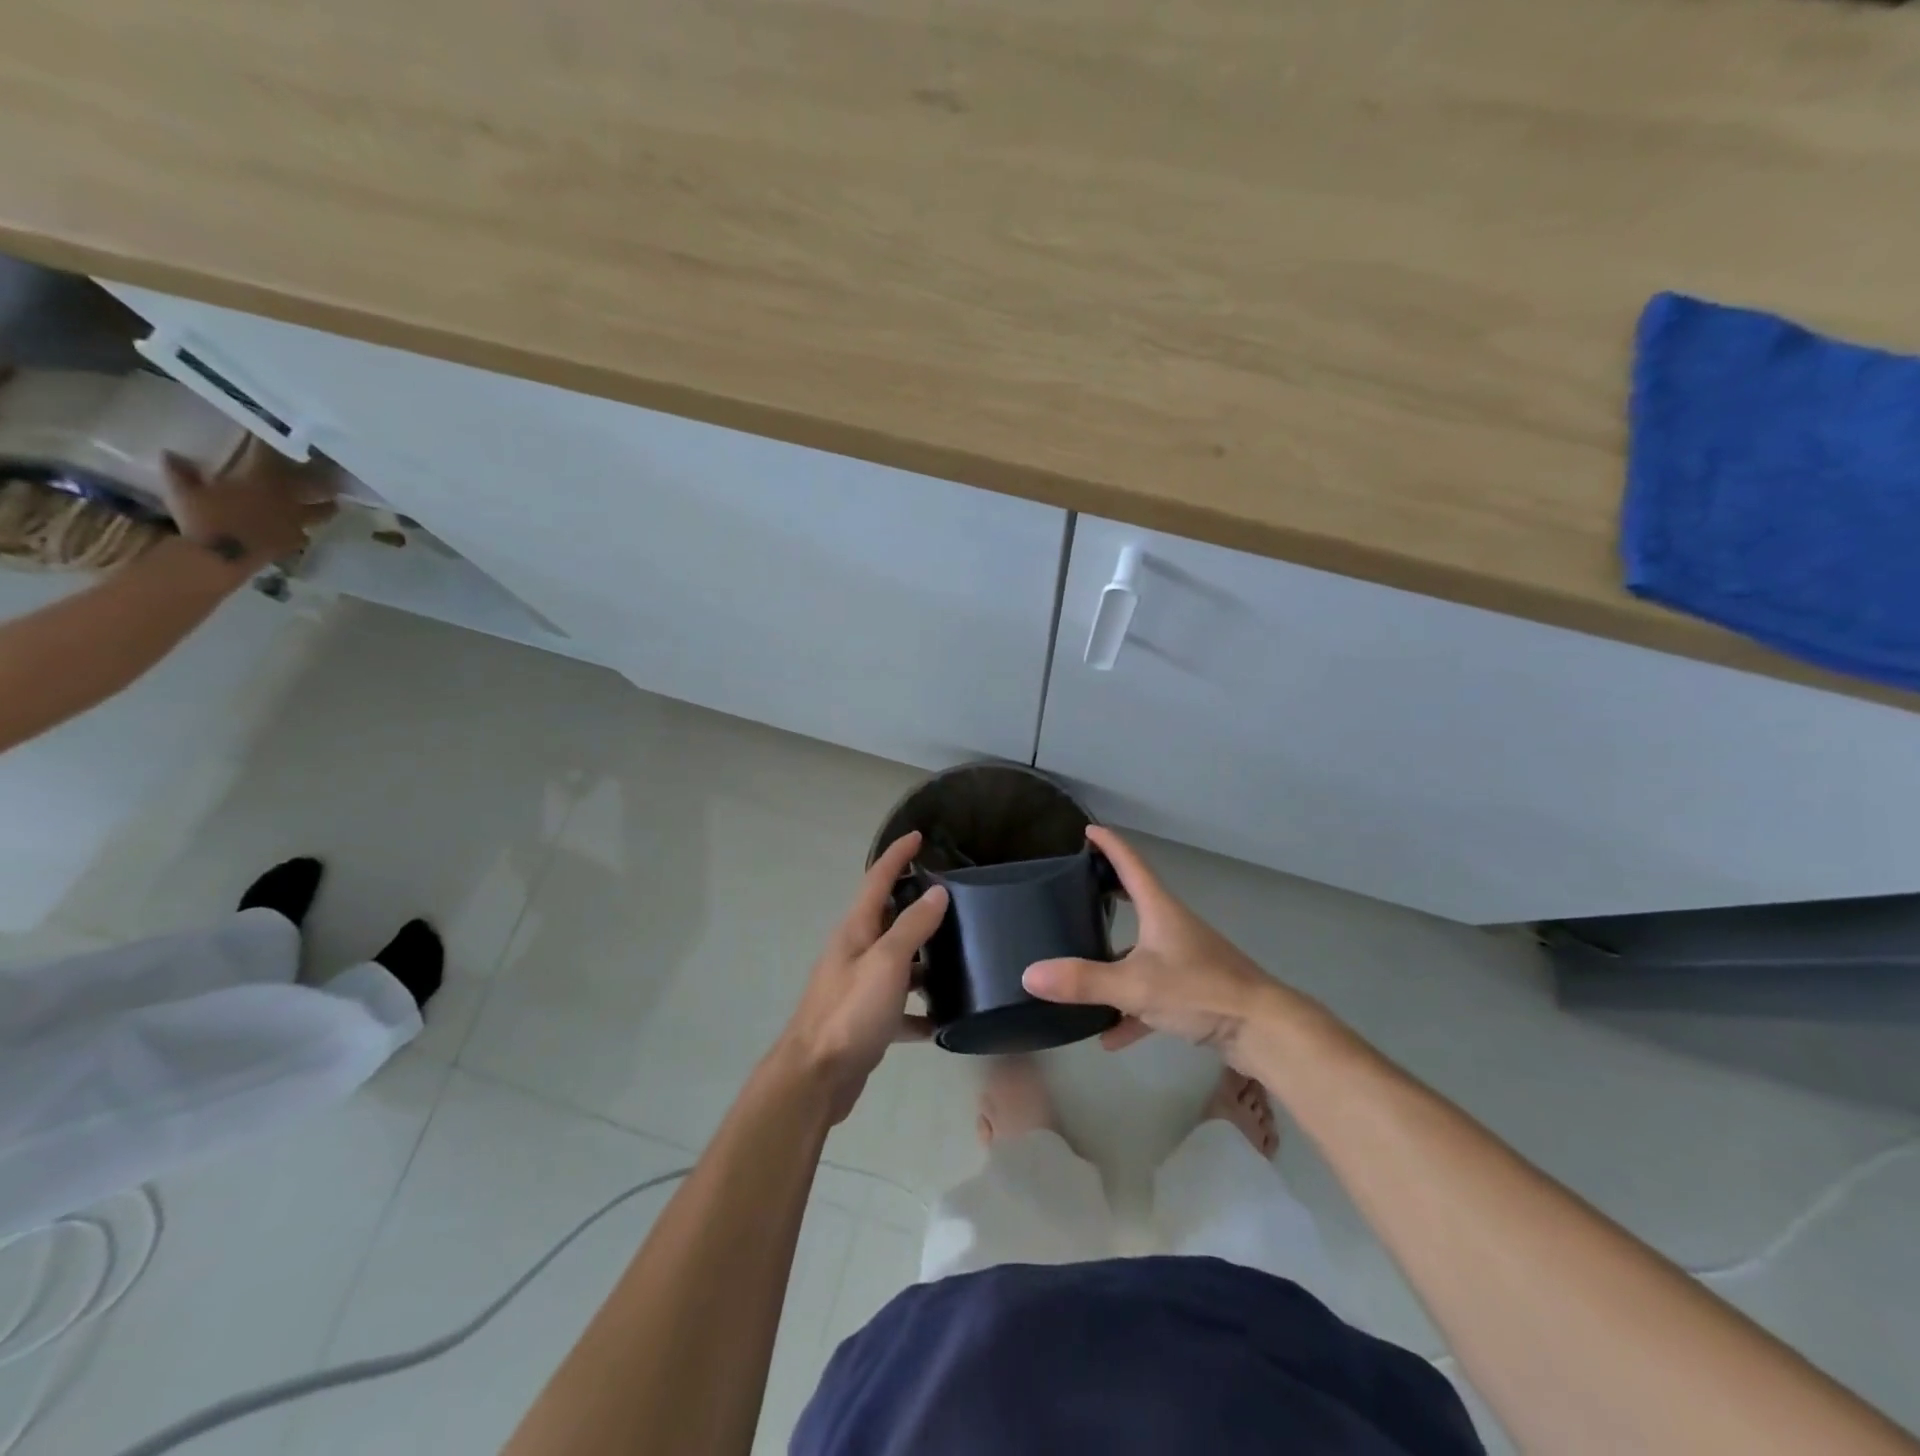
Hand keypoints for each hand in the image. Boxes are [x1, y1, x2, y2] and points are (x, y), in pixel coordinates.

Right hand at [161, 438, 337, 570]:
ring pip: (324, 510)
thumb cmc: (202, 518)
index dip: (270, 443)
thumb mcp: (183, 491)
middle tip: (330, 470)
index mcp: (263, 478)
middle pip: (316, 483)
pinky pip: (306, 534)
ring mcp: (297, 521)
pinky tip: (305, 530)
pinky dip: (305, 531)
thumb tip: (169, 453)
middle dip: (322, 476)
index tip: (273, 435)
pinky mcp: (295, 542)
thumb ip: (179, 471)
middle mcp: (288, 497)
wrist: (221, 557)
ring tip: (332, 502)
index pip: (269, 453)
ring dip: (328, 505)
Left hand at [776, 831, 948, 1123]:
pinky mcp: (867, 1020)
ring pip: (898, 962)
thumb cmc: (850, 1012)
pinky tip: (944, 1020)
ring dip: (924, 957)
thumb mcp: (886, 963)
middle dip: (916, 903)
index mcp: (856, 930)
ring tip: (961, 954)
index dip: (897, 855)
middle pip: (888, 918)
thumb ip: (912, 927)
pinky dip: (919, 1009)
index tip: (919, 836)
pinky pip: (900, 1006)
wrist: (815, 1078)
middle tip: (955, 898)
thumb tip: (936, 892)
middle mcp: (856, 951)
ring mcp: (860, 986)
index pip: (877, 878)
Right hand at [1023, 826, 1291, 1069]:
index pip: (1131, 864)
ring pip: (1140, 952)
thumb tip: (1029, 974)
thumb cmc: (1200, 990)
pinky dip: (1131, 1010)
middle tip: (1077, 891)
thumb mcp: (1135, 986)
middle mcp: (1172, 927)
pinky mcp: (1193, 991)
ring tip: (1081, 972)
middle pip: (1135, 901)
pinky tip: (1110, 1038)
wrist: (1263, 1030)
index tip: (1088, 830)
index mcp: (1160, 910)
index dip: (1109, 845)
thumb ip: (1083, 982)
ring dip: (1113, 962)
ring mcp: (1185, 959)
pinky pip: (1152, 993)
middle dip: (1106, 896)